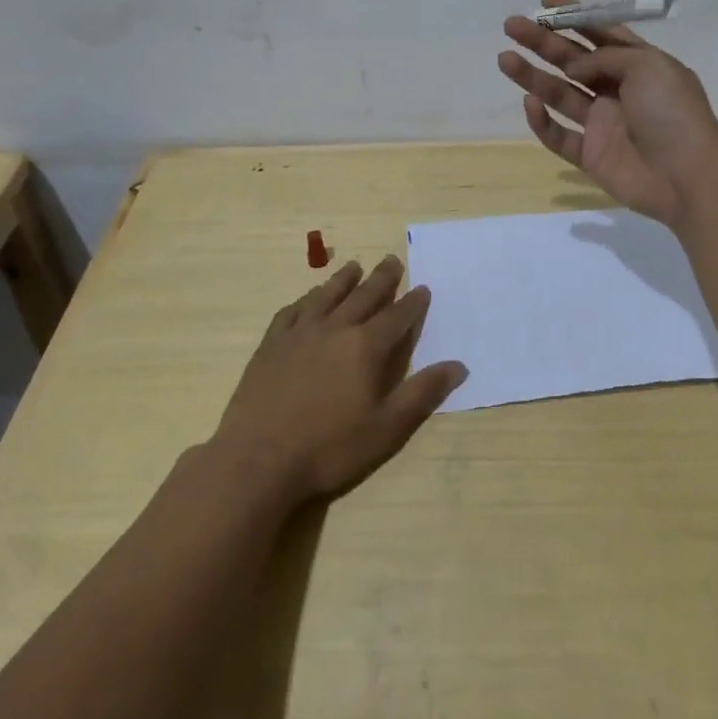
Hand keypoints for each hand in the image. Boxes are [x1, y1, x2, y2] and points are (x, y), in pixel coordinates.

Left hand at [211, 256, 466, 505]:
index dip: (413, 303)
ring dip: (343, 279)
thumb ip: (422, 393)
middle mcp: (335, 328)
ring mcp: (299, 333)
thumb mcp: (386, 428)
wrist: (258, 458)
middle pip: (363, 295)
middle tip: (392, 260)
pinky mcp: (271, 344)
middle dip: (382, 278)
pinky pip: (292, 311)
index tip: (423, 288)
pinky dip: (305, 300)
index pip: (396, 317)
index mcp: (365, 347)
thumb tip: (459, 365)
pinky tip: (307, 299)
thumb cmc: (329, 448)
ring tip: (354, 267)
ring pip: (326, 295)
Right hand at [498, 0, 717, 224]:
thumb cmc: (673, 113)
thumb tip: (574, 67)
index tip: (544, 1)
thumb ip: (605, 58)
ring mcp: (602, 124)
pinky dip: (542, 122)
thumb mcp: (648, 66)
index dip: (574, 16)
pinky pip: (559, 136)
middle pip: (572, 61)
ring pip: (559, 94)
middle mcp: (617, 90)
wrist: (688, 177)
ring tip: (505, 58)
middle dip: (542, 42)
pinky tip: (530, 103)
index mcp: (638, 65)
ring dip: (532, 76)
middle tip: (512, 25)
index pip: (601, 33)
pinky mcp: (590, 155)